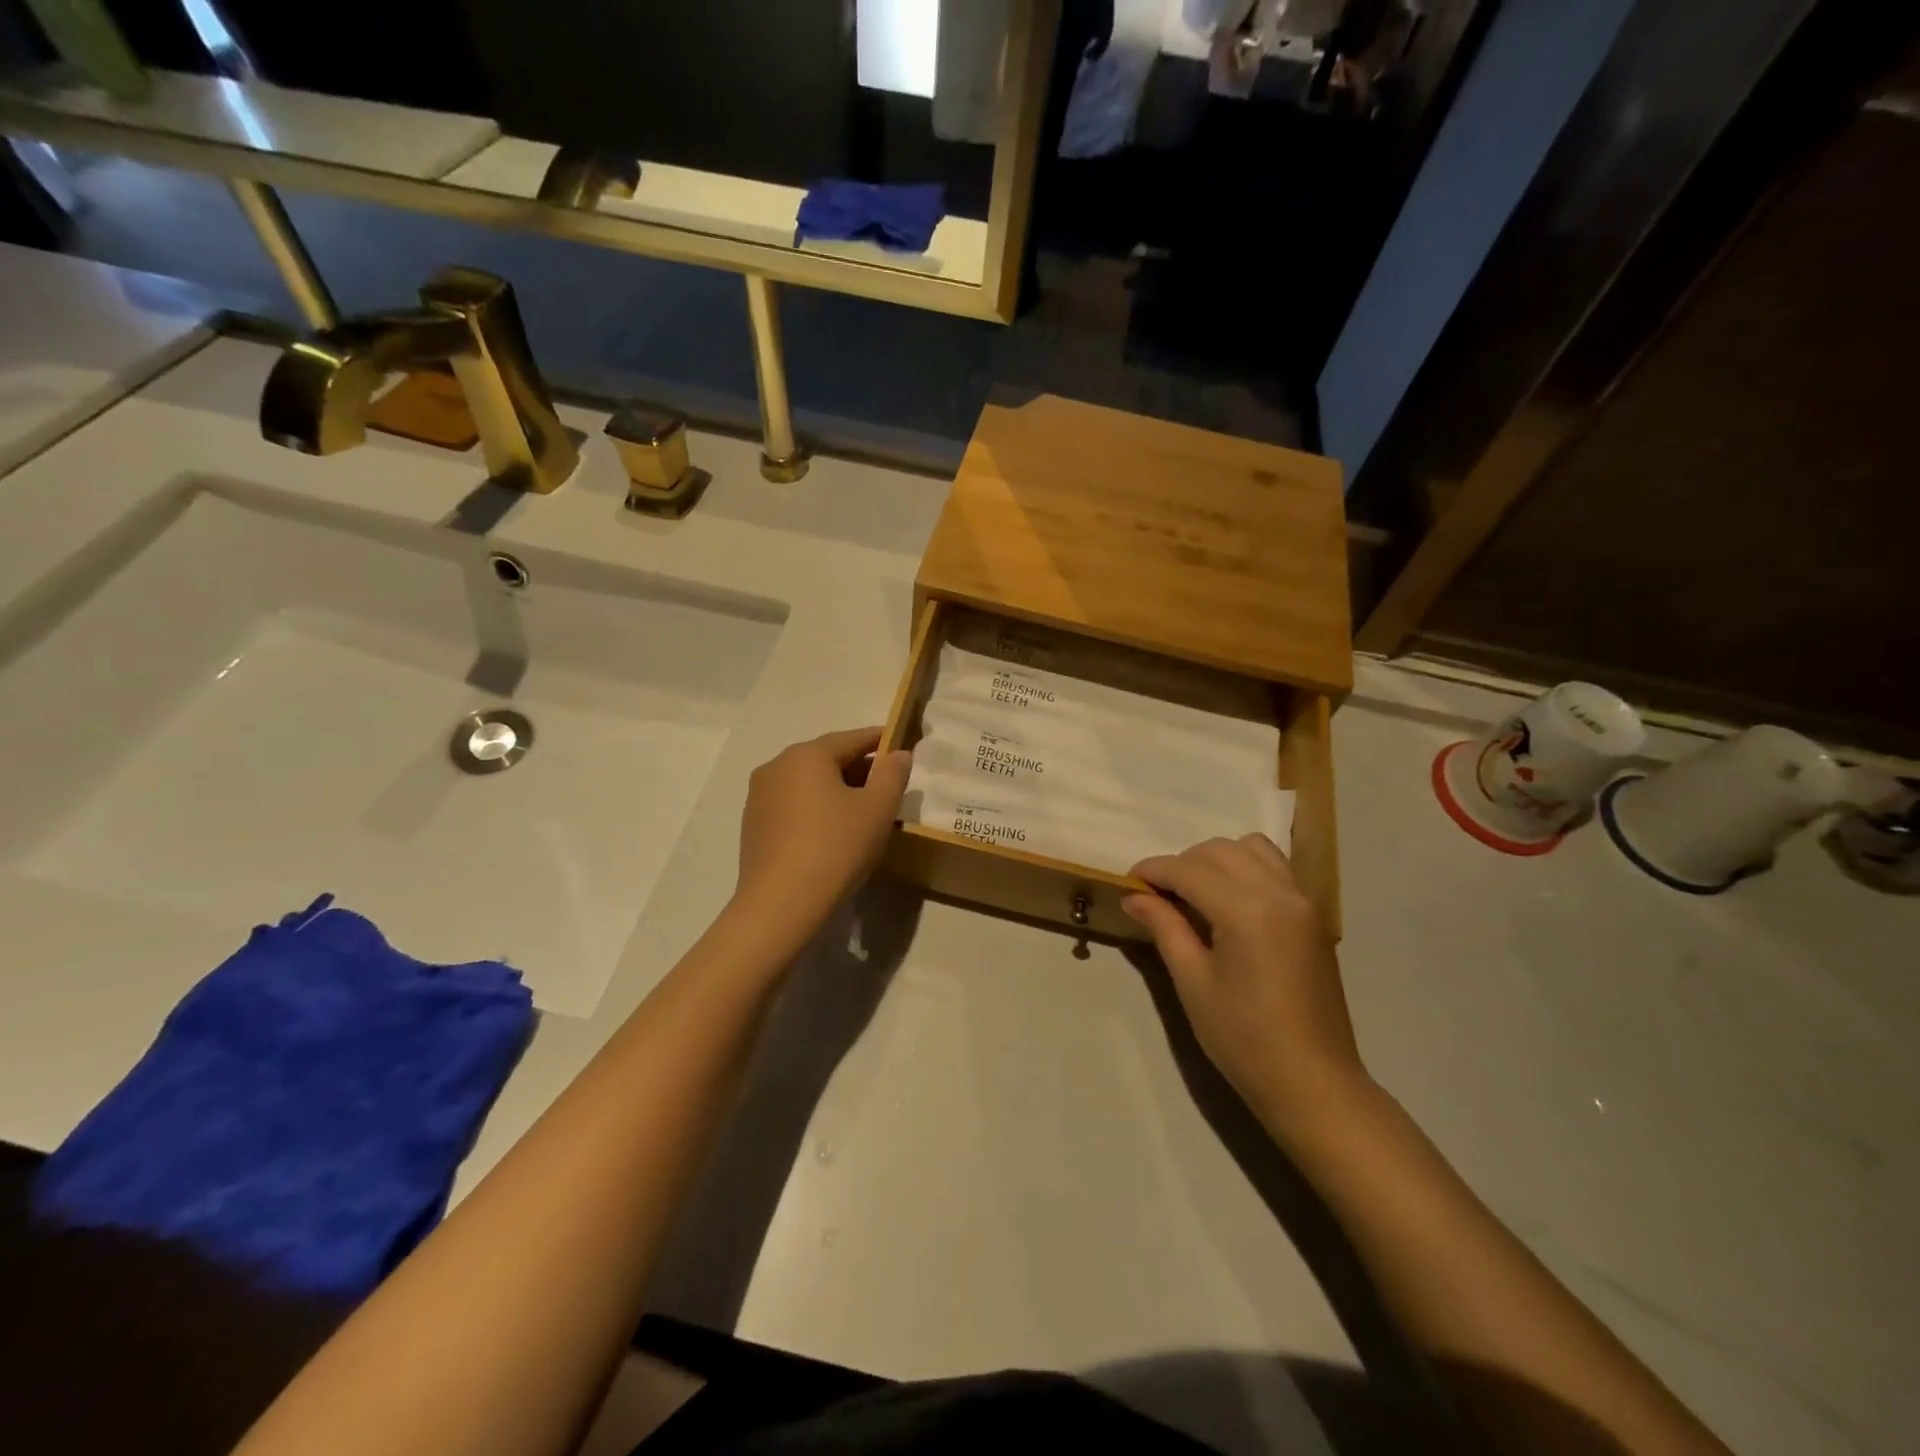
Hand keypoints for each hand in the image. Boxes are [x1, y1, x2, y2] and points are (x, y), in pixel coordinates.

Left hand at [734, 727, 911, 940]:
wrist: (780, 905)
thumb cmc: (836, 848)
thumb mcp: (877, 809)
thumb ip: (892, 774)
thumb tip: (898, 754)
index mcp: (807, 755)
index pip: (852, 738)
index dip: (881, 741)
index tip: (901, 749)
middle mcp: (777, 766)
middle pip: (827, 758)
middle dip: (859, 768)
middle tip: (887, 788)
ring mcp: (759, 795)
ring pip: (808, 782)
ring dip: (836, 789)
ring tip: (862, 813)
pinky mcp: (753, 824)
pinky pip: (792, 804)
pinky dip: (815, 808)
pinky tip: (831, 833)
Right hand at [1123, 836, 1368, 1142]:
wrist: (1312, 1082)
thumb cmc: (1244, 1038)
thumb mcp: (1193, 982)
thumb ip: (1164, 927)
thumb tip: (1133, 896)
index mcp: (1247, 911)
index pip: (1189, 870)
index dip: (1153, 871)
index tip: (1127, 883)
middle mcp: (1279, 893)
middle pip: (1219, 851)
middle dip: (1182, 863)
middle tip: (1157, 895)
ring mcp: (1302, 901)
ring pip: (1252, 848)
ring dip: (1216, 859)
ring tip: (1195, 893)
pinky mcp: (1313, 914)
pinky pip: (1275, 867)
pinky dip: (1246, 867)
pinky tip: (1229, 900)